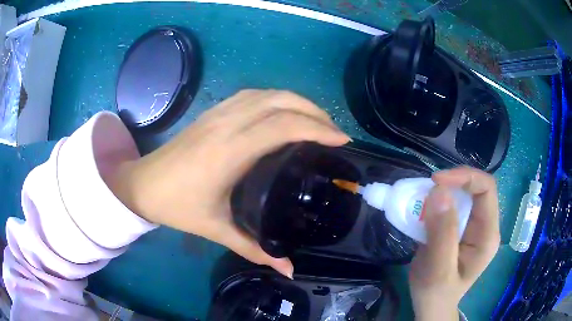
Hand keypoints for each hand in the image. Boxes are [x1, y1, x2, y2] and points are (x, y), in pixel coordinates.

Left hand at [109, 90, 349, 277]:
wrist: (142, 184)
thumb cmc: (176, 206)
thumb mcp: (216, 229)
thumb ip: (255, 249)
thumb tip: (289, 269)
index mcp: (229, 151)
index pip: (283, 126)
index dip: (317, 127)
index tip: (341, 140)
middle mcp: (227, 124)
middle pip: (280, 101)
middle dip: (314, 111)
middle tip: (334, 131)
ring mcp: (218, 113)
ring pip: (267, 93)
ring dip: (296, 101)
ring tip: (315, 119)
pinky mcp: (212, 111)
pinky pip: (252, 95)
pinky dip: (275, 98)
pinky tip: (283, 111)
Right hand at [409, 167, 499, 320]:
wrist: (431, 305)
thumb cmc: (437, 294)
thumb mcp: (438, 269)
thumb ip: (442, 234)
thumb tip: (439, 191)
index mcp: (487, 235)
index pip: (486, 189)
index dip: (465, 177)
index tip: (436, 181)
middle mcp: (484, 225)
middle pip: (475, 188)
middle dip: (451, 183)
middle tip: (426, 189)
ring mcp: (471, 226)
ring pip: (461, 194)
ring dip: (441, 193)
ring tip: (420, 201)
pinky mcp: (458, 228)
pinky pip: (449, 205)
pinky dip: (434, 203)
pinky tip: (422, 211)